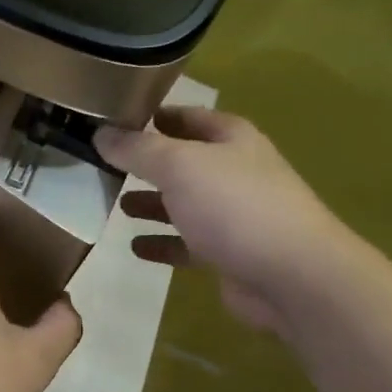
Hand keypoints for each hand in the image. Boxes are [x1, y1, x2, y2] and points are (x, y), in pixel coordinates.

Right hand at [95, 107, 350, 335]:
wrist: (291, 276)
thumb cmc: (235, 206)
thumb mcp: (179, 165)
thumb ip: (137, 149)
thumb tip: (100, 133)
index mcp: (231, 139)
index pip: (186, 116)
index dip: (153, 115)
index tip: (114, 120)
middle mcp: (234, 171)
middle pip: (183, 161)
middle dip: (147, 163)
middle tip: (104, 165)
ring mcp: (234, 215)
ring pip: (184, 204)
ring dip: (152, 204)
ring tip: (116, 205)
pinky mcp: (229, 254)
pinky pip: (187, 244)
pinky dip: (162, 243)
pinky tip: (135, 248)